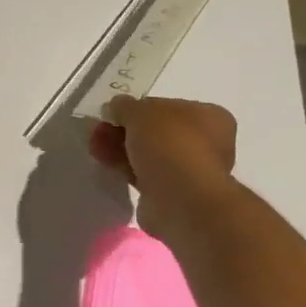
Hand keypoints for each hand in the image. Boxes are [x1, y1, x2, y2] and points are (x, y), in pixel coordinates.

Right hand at [88, 96, 237, 241]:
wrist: (180, 200)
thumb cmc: (169, 145)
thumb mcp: (141, 112)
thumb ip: (125, 106)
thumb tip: (114, 108)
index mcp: (209, 116)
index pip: (166, 107)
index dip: (136, 109)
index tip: (111, 115)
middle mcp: (205, 142)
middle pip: (154, 132)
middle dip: (123, 131)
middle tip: (98, 133)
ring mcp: (189, 170)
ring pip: (147, 154)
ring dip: (120, 150)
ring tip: (95, 150)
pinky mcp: (172, 193)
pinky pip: (144, 176)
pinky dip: (126, 170)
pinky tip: (108, 167)